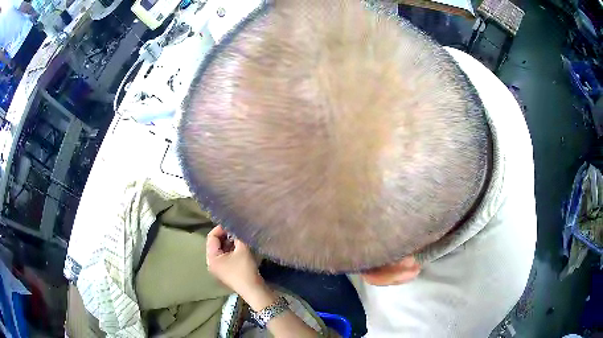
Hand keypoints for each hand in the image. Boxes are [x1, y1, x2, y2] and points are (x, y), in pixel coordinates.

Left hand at [206, 225, 264, 297]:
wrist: (253, 290)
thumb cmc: (245, 270)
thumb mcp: (242, 250)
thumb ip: (237, 236)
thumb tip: (236, 227)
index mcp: (211, 258)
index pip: (211, 237)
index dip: (221, 228)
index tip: (232, 225)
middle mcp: (211, 263)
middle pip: (215, 243)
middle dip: (225, 236)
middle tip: (237, 231)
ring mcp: (218, 269)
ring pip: (221, 250)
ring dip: (229, 243)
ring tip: (240, 238)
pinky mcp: (225, 272)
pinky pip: (225, 257)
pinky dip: (231, 250)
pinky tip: (241, 248)